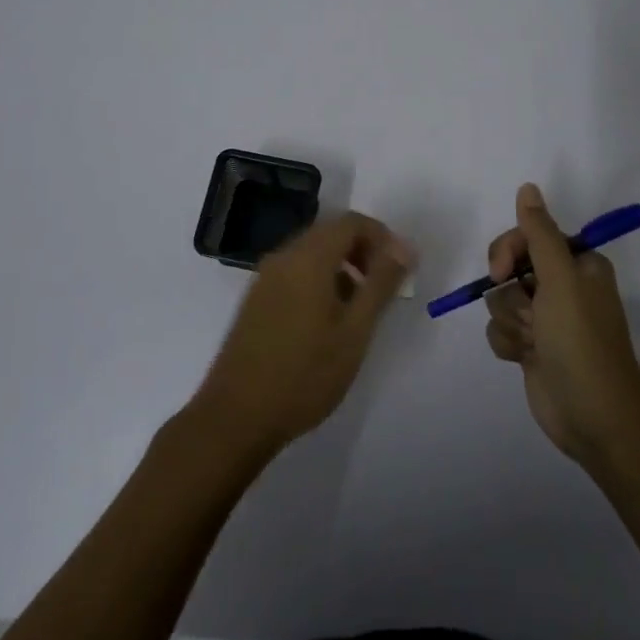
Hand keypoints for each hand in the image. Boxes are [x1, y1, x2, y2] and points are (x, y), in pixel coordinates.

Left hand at [190, 213, 415, 459]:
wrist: (235, 417)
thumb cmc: (304, 375)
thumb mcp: (355, 331)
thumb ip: (381, 284)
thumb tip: (404, 247)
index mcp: (308, 257)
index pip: (352, 222)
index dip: (382, 237)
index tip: (400, 269)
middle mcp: (283, 257)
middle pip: (331, 233)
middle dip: (364, 251)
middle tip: (385, 288)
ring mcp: (265, 278)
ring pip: (313, 253)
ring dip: (343, 267)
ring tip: (361, 308)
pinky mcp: (256, 299)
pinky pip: (296, 272)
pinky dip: (320, 280)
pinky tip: (329, 320)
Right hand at [484, 184, 639, 466]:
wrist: (594, 418)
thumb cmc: (581, 341)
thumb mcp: (561, 280)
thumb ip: (540, 233)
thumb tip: (527, 187)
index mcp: (577, 263)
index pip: (529, 236)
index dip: (510, 250)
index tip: (502, 270)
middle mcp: (561, 286)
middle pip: (509, 267)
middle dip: (511, 292)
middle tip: (527, 314)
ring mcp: (545, 318)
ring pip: (501, 300)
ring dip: (511, 322)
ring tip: (534, 343)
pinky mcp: (532, 347)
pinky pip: (500, 329)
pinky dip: (507, 343)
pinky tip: (525, 358)